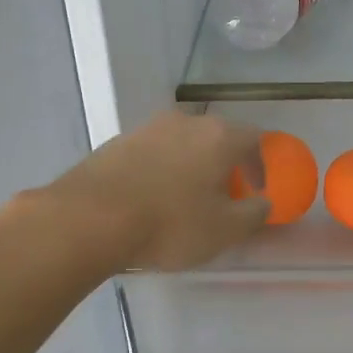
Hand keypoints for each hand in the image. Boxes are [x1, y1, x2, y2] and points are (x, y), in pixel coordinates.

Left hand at [47, 110, 269, 270]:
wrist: (89, 219)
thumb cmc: (170, 224)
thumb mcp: (224, 230)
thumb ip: (254, 213)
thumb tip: (263, 202)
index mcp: (219, 136)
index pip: (255, 139)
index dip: (260, 165)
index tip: (257, 190)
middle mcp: (185, 122)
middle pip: (217, 137)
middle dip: (225, 164)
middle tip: (224, 194)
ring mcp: (147, 128)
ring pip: (182, 143)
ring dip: (191, 166)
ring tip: (185, 198)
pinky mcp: (116, 142)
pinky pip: (152, 153)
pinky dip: (161, 170)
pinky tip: (151, 198)